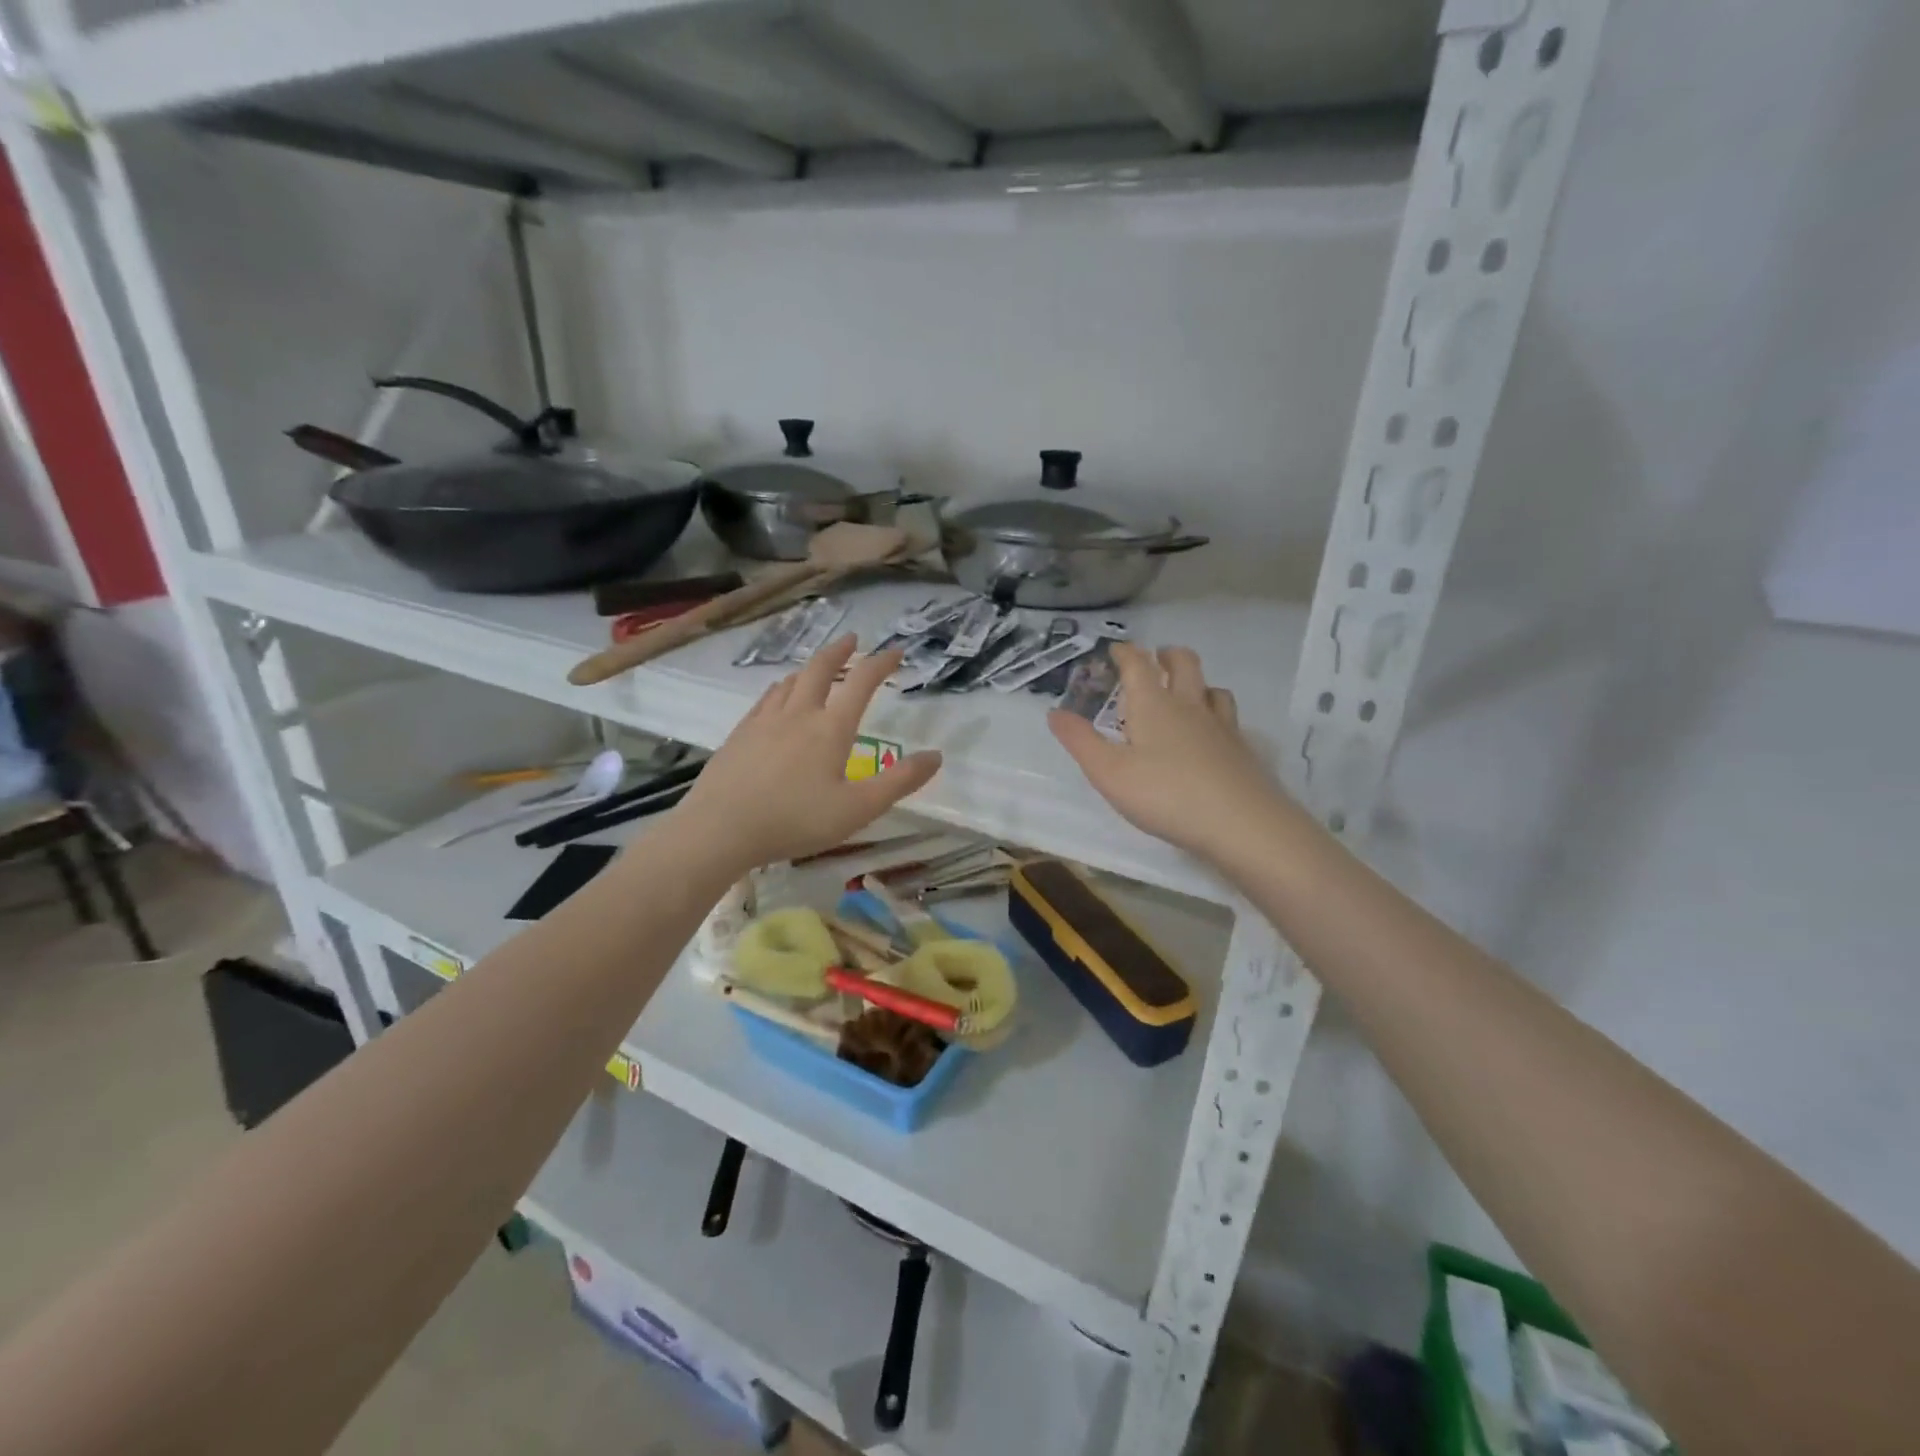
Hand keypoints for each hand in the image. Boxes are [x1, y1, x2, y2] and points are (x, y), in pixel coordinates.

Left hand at [676, 635, 942, 871]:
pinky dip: (782, 687)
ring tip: (819, 666)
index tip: (896, 652)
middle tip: (853, 640)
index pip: (861, 683)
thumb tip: (937, 756)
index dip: (881, 663)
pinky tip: (778, 695)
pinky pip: (766, 698)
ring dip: (810, 667)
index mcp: (831, 729)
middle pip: (820, 669)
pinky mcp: (740, 733)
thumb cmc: (795, 820)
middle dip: (840, 651)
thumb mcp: (858, 809)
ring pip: (791, 681)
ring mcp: (765, 721)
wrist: (720, 828)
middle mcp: (799, 714)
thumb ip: (900, 782)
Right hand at [1049, 643, 1286, 860]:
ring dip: (1196, 682)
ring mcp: (1221, 725)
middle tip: (1156, 658)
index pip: (1138, 665)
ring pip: (1211, 688)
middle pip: (1183, 663)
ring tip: (1186, 692)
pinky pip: (1228, 717)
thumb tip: (1054, 712)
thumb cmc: (1165, 794)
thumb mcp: (1108, 772)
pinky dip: (1216, 712)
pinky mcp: (1241, 749)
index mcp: (1153, 705)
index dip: (1125, 653)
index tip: (1116, 649)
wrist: (1240, 823)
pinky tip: (1212, 731)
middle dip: (1167, 655)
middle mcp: (1189, 705)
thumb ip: (1080, 741)